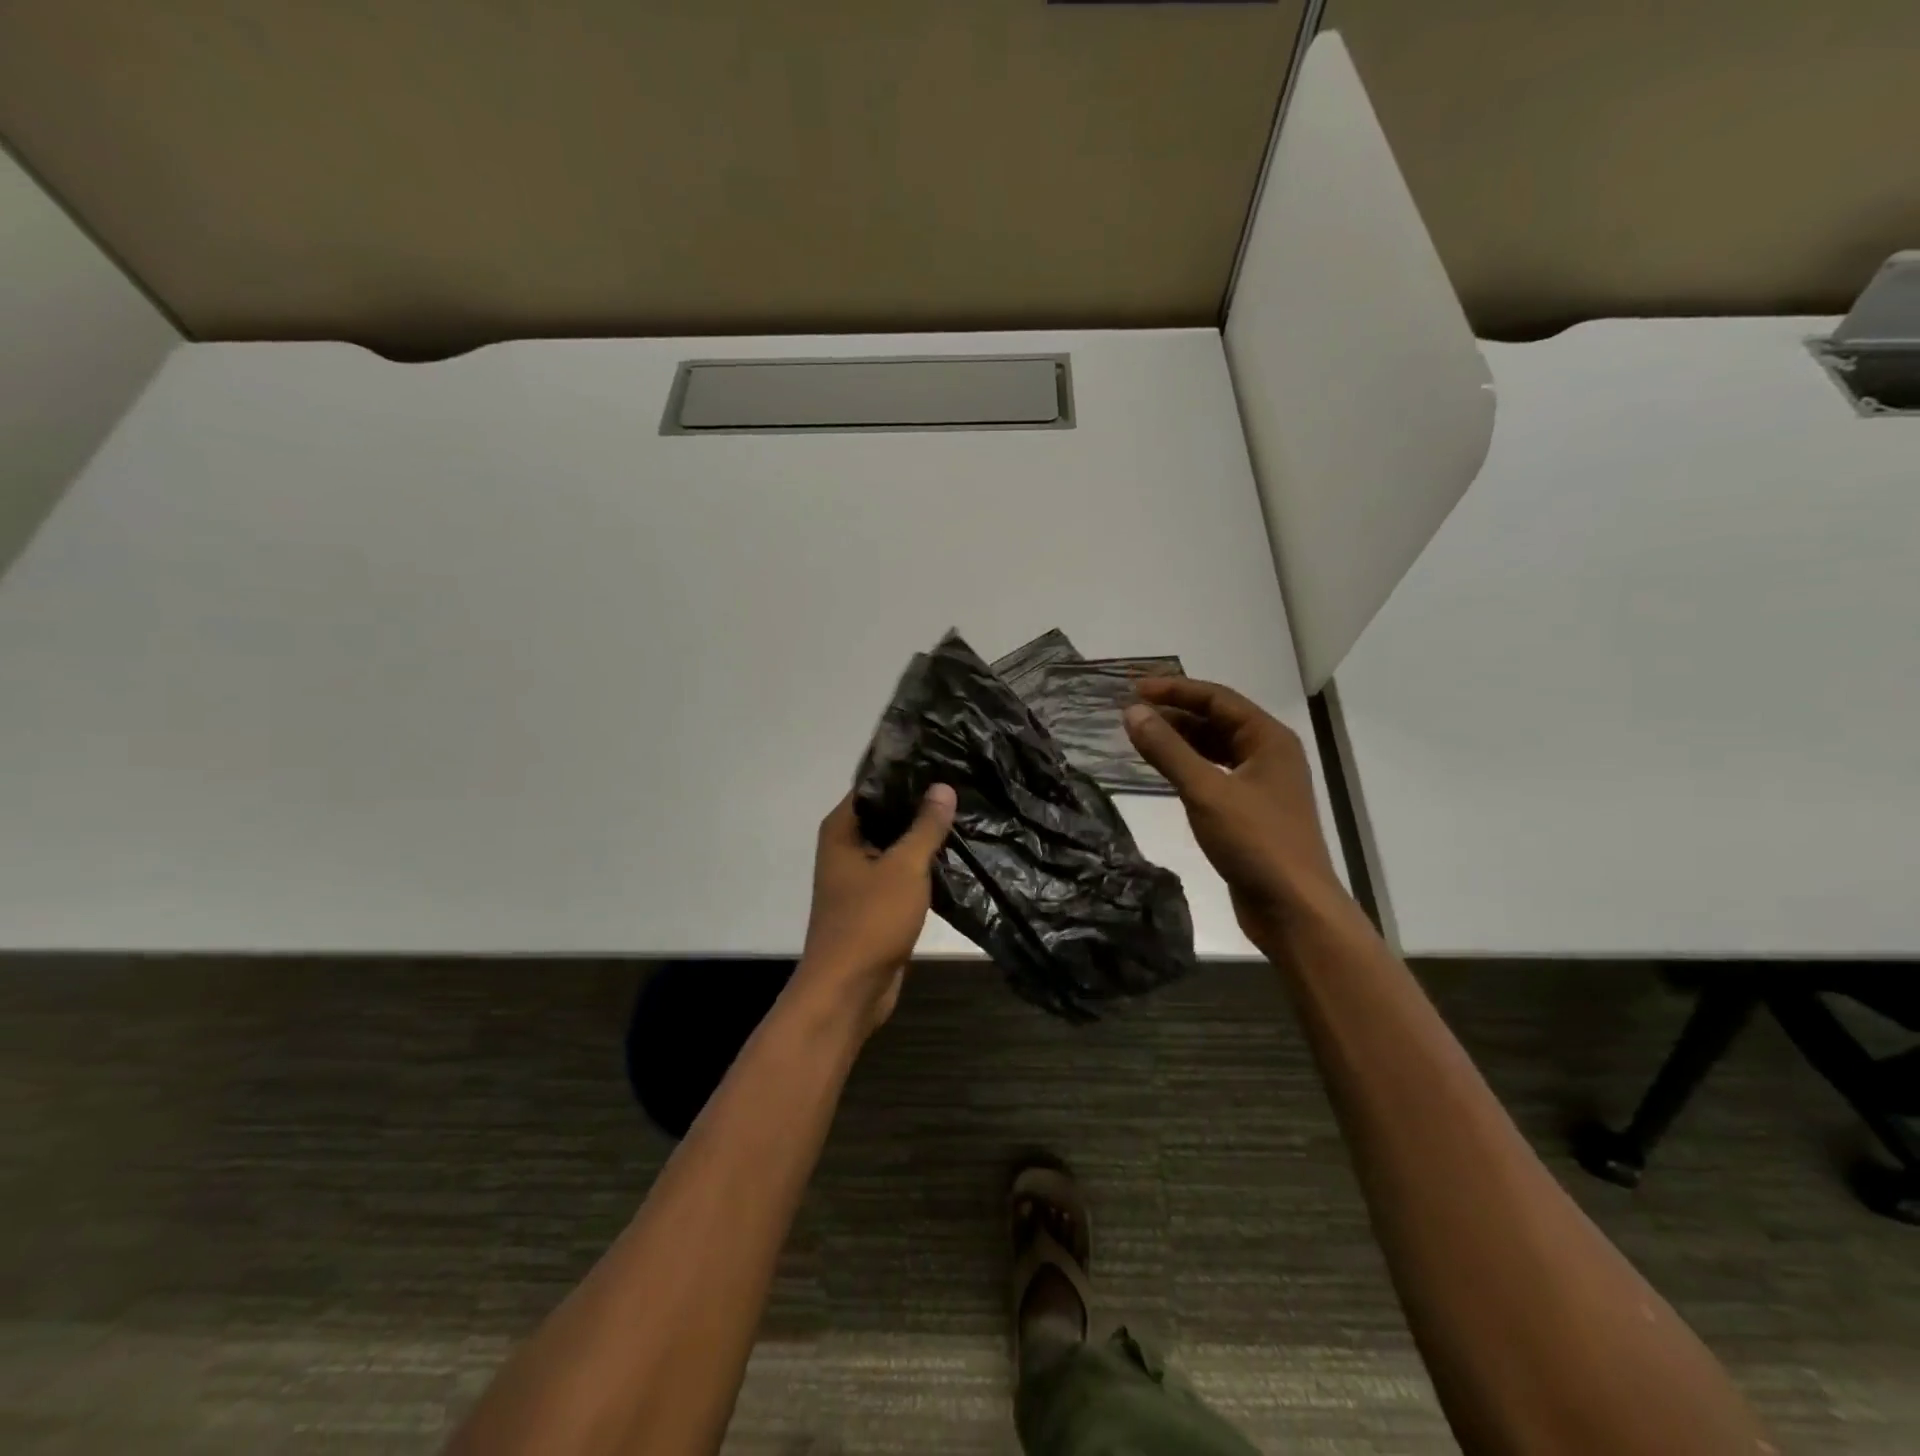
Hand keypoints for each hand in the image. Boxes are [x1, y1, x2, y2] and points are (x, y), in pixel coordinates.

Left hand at [795, 785, 956, 1034]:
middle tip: (965, 784)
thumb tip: (942, 787)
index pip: (874, 785)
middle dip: (922, 804)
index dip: (906, 772)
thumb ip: (925, 826)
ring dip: (926, 837)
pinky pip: (904, 873)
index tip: (943, 759)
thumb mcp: (904, 867)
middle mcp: (847, 847)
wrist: (850, 990)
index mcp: (842, 830)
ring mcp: (862, 876)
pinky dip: (925, 865)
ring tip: (968, 812)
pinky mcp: (878, 902)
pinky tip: (958, 853)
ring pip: (898, 846)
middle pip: (887, 814)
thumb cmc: (870, 920)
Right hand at [1123, 679, 1341, 950]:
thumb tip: (1132, 712)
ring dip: (1181, 741)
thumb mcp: (1205, 791)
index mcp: (1269, 739)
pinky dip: (1189, 768)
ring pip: (1216, 749)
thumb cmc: (1255, 842)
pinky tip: (1164, 773)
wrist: (1293, 908)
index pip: (1217, 698)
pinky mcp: (1251, 811)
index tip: (1133, 689)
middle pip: (1218, 720)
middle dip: (1175, 714)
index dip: (1174, 690)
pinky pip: (1215, 775)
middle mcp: (1269, 754)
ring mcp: (1262, 784)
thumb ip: (1168, 750)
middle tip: (1132, 713)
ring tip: (1141, 738)